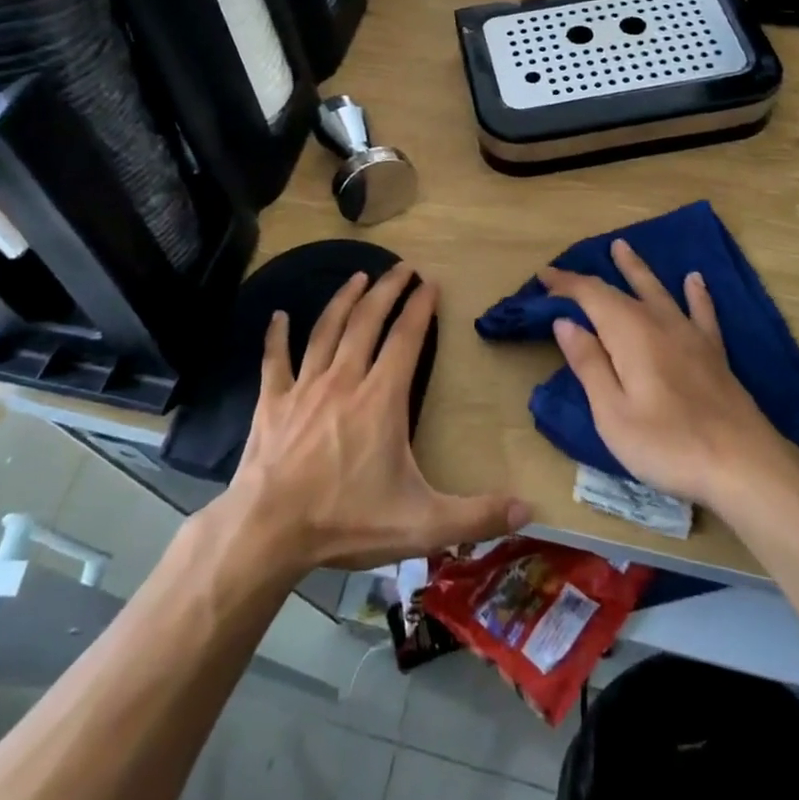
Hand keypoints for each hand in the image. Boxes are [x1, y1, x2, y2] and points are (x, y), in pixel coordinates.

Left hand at [229, 264, 529, 572]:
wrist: (269, 532)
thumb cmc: (347, 522)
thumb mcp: (422, 524)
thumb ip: (477, 515)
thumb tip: (529, 508)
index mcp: (381, 399)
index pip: (406, 339)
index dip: (420, 307)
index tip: (431, 283)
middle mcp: (344, 380)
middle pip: (367, 321)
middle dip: (387, 290)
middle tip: (402, 267)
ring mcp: (304, 387)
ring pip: (327, 330)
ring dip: (344, 300)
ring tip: (359, 276)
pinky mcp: (272, 402)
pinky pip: (275, 360)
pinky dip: (277, 336)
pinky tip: (279, 316)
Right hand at [542, 241, 788, 509]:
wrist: (743, 464)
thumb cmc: (667, 443)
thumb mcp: (612, 413)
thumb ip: (589, 364)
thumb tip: (566, 322)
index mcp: (629, 333)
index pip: (591, 295)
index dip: (566, 284)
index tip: (543, 276)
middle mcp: (659, 322)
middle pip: (620, 290)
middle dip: (590, 279)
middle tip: (566, 270)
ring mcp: (690, 335)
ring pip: (658, 290)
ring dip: (637, 269)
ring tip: (623, 246)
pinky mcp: (714, 352)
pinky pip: (701, 311)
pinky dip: (695, 293)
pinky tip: (694, 280)